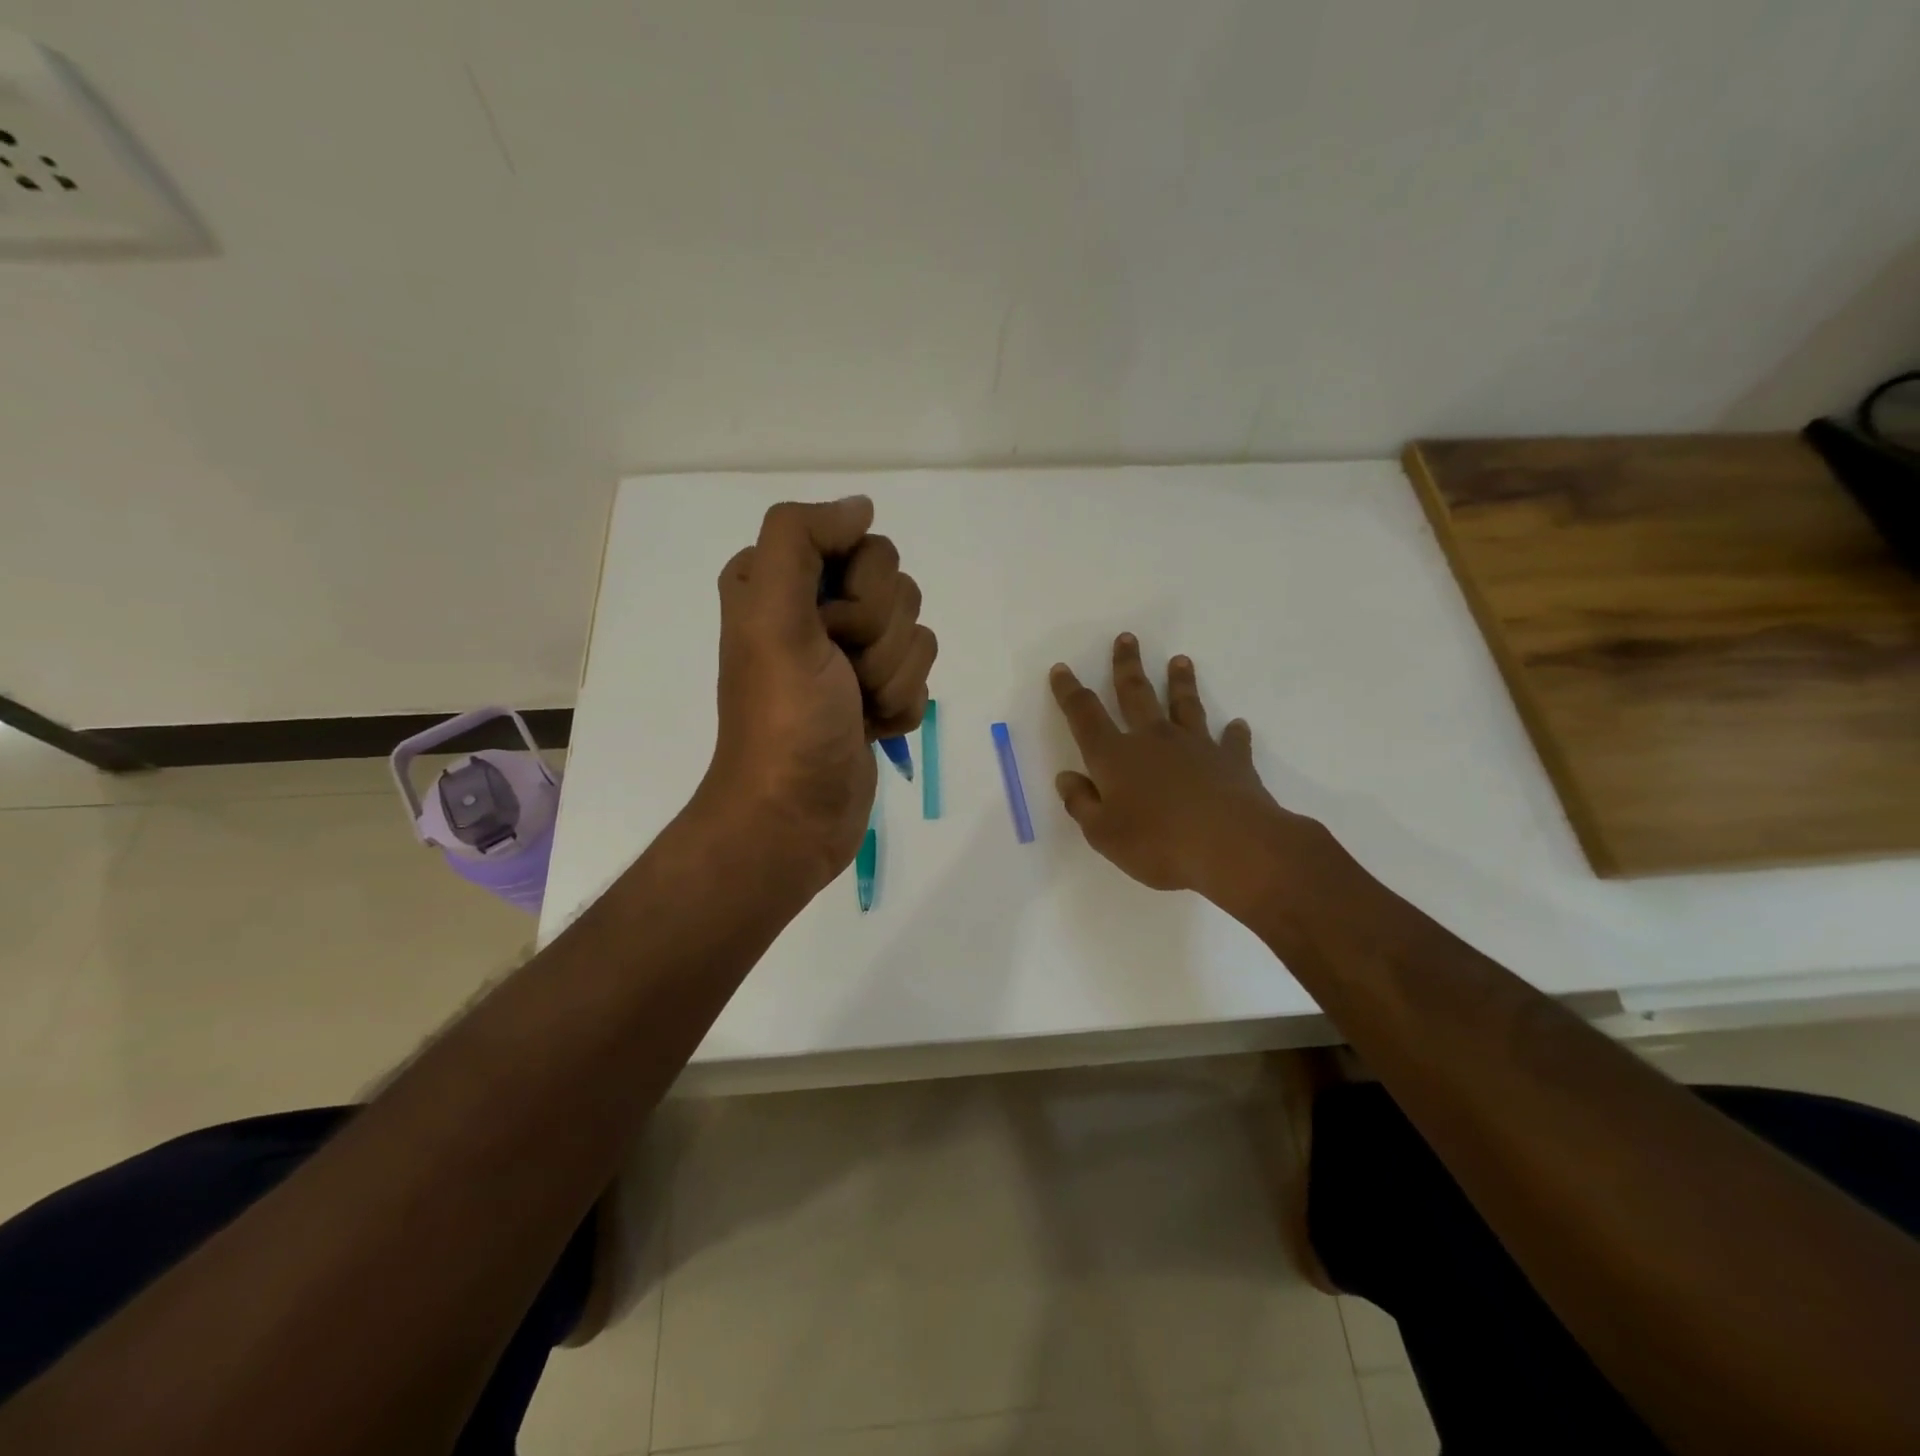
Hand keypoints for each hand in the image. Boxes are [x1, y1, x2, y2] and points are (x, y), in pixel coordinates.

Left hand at [697, 497, 936, 893]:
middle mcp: (814, 610)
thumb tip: (860, 507)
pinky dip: (901, 707)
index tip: (831, 629)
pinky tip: (871, 730)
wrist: (795, 815)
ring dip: (893, 678)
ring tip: (856, 709)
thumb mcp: (772, 616)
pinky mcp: (873, 694)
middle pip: (897, 586)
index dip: (861, 589)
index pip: (862, 543)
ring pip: (915, 633)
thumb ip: (800, 539)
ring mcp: (847, 655)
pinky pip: (920, 678)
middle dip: (880, 638)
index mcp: (780, 581)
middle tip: (843, 675)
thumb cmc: (784, 718)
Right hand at [1050, 634, 1311, 902]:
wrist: (1232, 847)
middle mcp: (1153, 740)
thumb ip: (1081, 804)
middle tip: (1127, 638)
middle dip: (1127, 666)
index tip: (1062, 669)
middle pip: (1135, 694)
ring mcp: (1195, 746)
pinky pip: (1231, 741)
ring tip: (1180, 660)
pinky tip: (1237, 726)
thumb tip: (1066, 778)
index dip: (1070, 692)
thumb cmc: (1158, 843)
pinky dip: (1233, 733)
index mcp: (1115, 757)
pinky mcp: (1232, 762)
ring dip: (1180, 682)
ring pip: (1184, 705)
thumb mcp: (1103, 834)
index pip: (1085, 716)